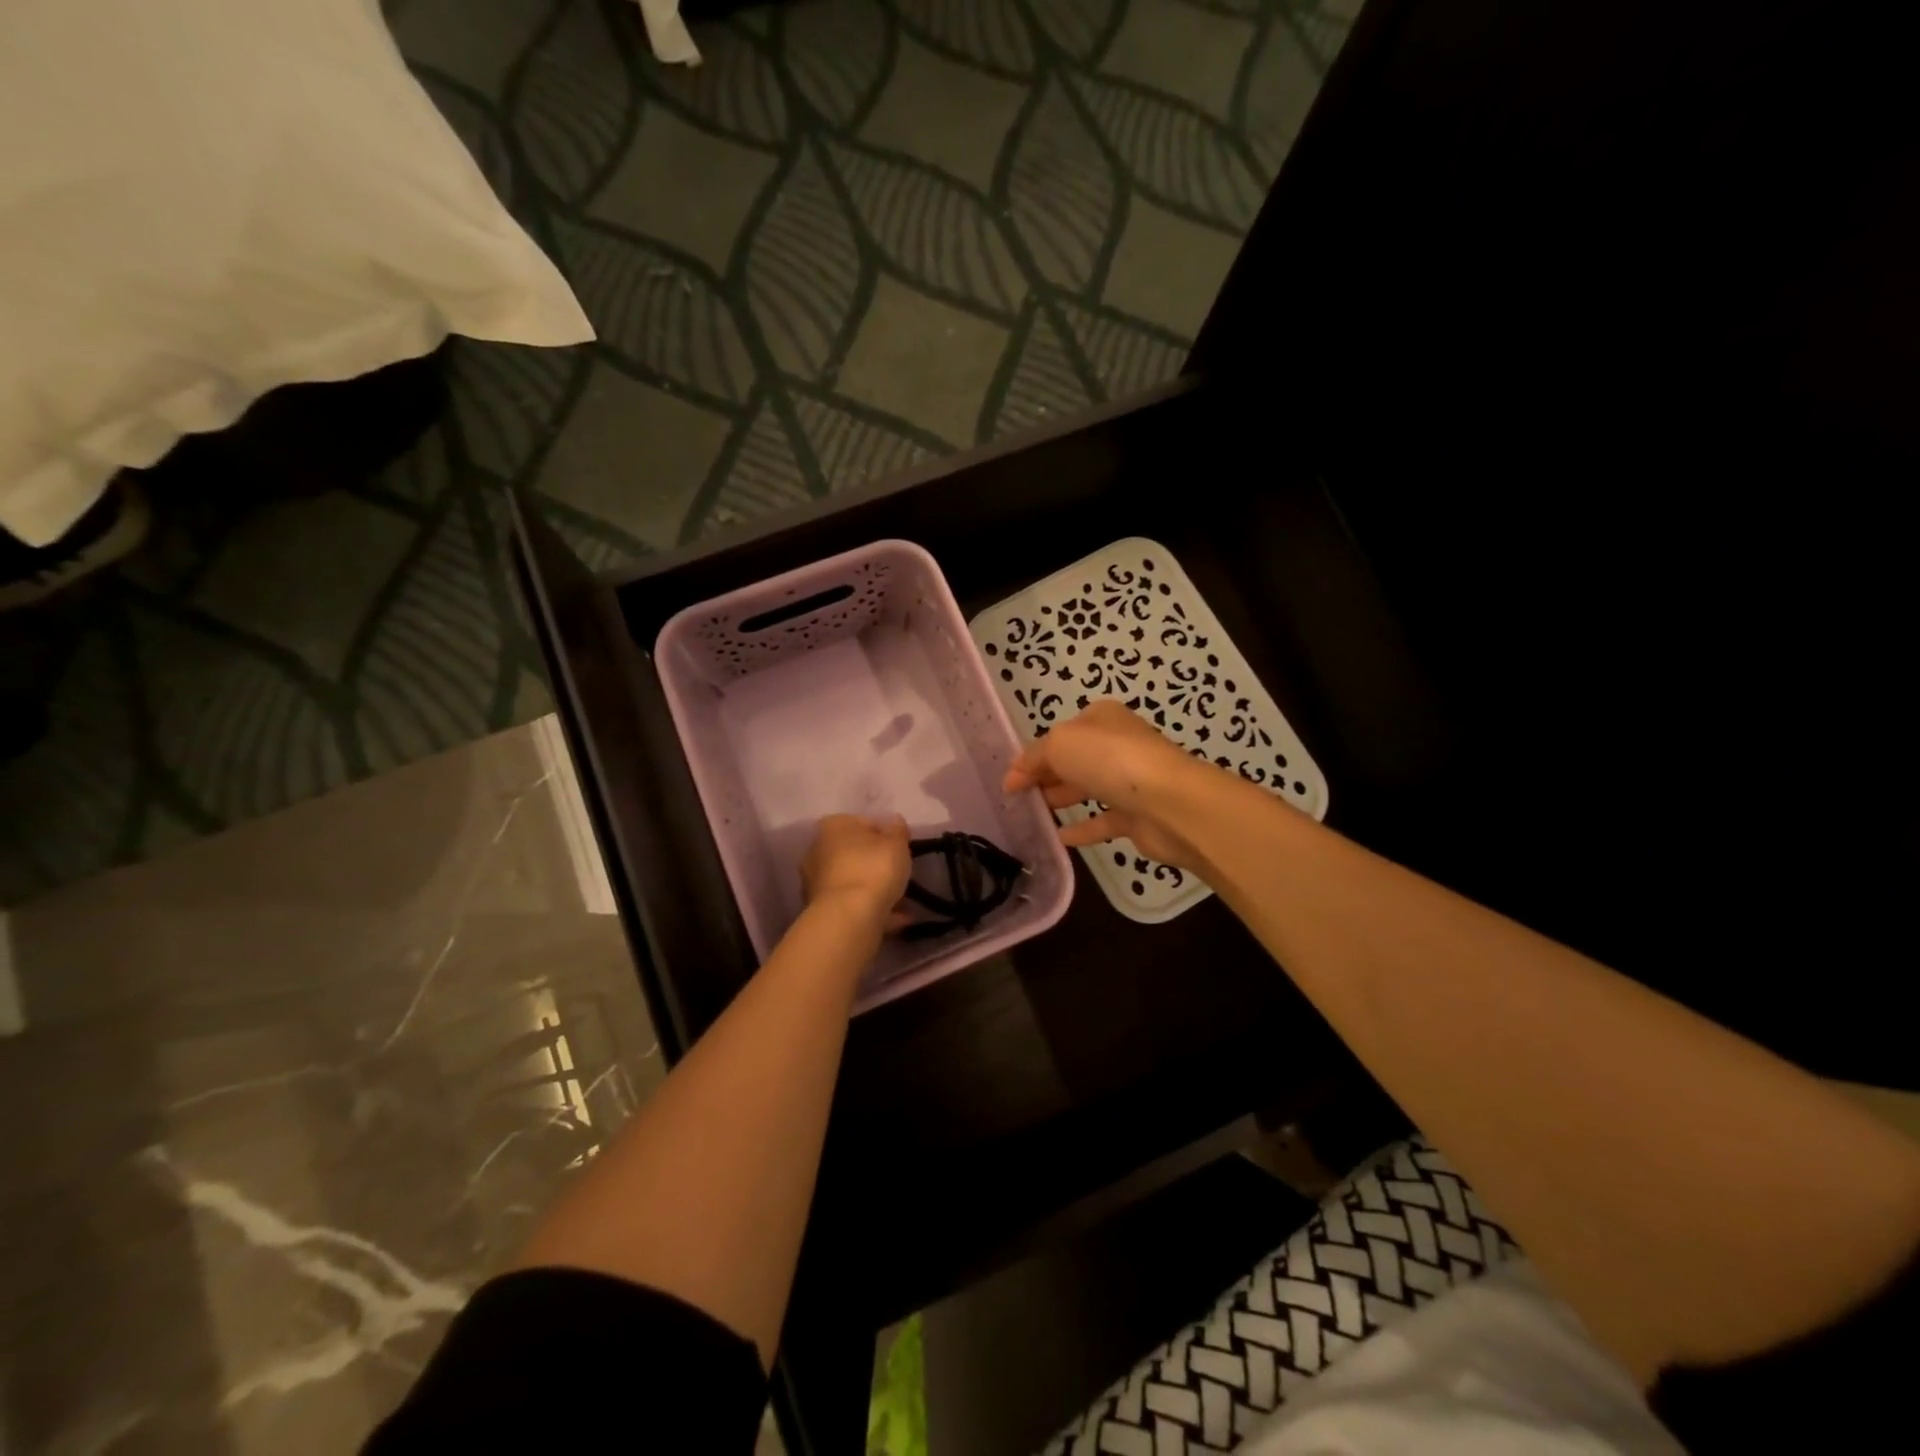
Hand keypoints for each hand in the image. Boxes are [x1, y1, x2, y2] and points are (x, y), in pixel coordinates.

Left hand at [801, 815, 911, 933]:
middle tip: (901, 874)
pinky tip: (897, 917)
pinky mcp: (822, 910)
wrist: (848, 917)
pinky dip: (872, 908)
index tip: (902, 849)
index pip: (865, 823)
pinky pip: (853, 904)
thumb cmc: (873, 869)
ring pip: (854, 881)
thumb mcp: (897, 843)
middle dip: (877, 863)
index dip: (887, 834)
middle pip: (855, 853)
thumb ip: (898, 831)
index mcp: (833, 826)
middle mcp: (817, 850)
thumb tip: (894, 823)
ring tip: (903, 901)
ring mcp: (816, 882)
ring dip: (875, 888)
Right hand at [1002, 701, 1203, 867]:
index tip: (1008, 781)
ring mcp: (1130, 781)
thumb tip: (1014, 776)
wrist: (1169, 803)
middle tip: (1017, 799)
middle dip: (1045, 776)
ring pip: (1088, 788)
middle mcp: (1117, 745)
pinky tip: (1059, 838)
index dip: (1032, 755)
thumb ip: (1033, 757)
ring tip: (1032, 815)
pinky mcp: (1138, 815)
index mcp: (1101, 718)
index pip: (1059, 735)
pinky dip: (1082, 828)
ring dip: (1061, 798)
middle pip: (1073, 761)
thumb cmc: (1110, 760)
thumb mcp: (1059, 744)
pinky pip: (1103, 820)